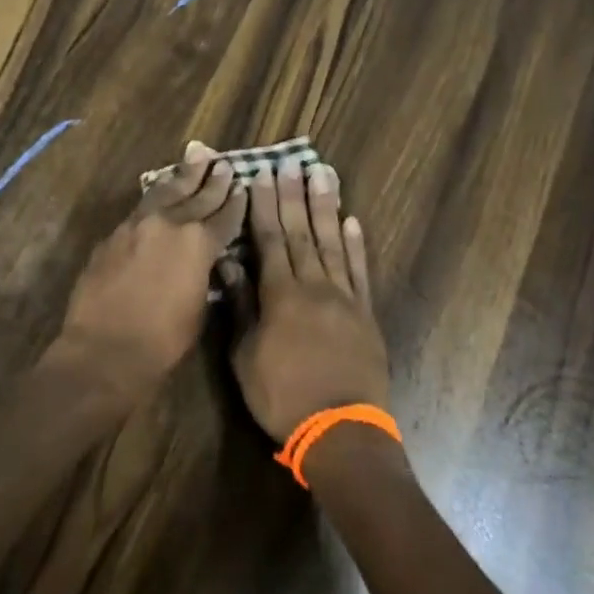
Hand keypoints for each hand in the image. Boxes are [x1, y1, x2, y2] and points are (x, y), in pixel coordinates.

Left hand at [47, 142, 246, 408]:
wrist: (105, 349)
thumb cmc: (163, 341)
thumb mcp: (199, 307)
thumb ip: (203, 274)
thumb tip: (203, 260)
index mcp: (199, 242)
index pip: (224, 216)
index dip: (236, 203)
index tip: (243, 187)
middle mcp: (169, 224)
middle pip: (196, 195)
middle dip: (213, 180)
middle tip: (223, 163)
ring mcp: (137, 225)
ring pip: (165, 191)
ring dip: (183, 176)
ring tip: (196, 157)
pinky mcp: (113, 235)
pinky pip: (141, 208)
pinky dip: (156, 197)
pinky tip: (161, 192)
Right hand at [231, 156, 389, 440]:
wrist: (340, 431)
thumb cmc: (282, 396)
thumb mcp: (245, 355)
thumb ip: (239, 306)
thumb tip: (228, 264)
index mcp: (280, 294)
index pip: (269, 239)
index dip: (263, 205)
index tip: (261, 175)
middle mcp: (314, 285)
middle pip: (302, 232)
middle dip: (294, 195)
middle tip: (292, 161)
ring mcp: (344, 297)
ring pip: (333, 242)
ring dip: (327, 207)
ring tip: (324, 174)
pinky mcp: (365, 313)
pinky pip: (360, 271)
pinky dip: (356, 245)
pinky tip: (353, 221)